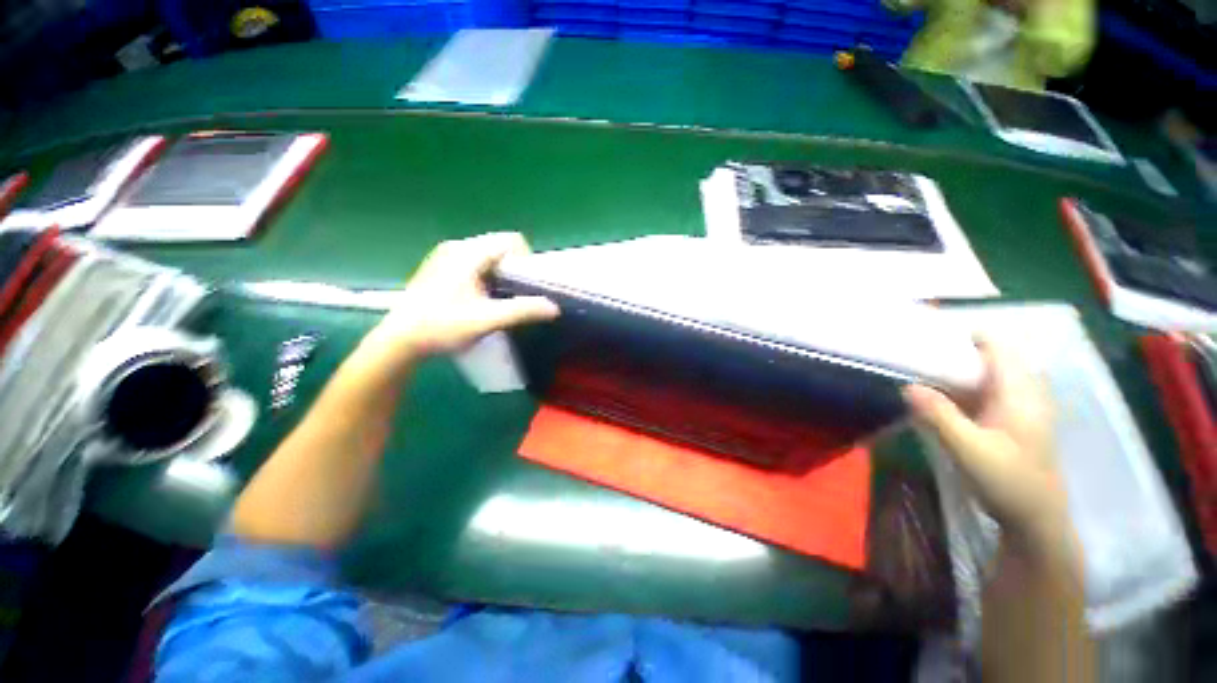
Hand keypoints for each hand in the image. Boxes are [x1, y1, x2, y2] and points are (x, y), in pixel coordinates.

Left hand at [368, 232, 558, 363]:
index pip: (511, 240)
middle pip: (500, 247)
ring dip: (501, 275)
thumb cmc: (442, 327)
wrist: (400, 340)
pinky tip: (481, 299)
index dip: (526, 261)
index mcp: (468, 253)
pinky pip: (476, 264)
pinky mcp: (442, 268)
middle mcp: (457, 247)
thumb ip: (522, 311)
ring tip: (499, 300)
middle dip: (514, 269)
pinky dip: (487, 277)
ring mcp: (447, 256)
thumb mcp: (486, 320)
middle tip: (513, 296)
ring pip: (489, 257)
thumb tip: (554, 307)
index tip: (525, 286)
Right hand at [904, 338, 1068, 553]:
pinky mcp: (1010, 420)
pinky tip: (939, 397)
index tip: (930, 336)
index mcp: (1019, 392)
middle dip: (954, 352)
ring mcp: (1018, 407)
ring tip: (921, 371)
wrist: (1035, 519)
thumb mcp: (969, 450)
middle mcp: (1023, 392)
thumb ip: (939, 416)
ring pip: (986, 374)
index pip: (997, 346)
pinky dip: (961, 387)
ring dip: (956, 370)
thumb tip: (907, 386)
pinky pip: (984, 391)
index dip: (966, 335)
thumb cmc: (1009, 482)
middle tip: (916, 355)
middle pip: (989, 357)